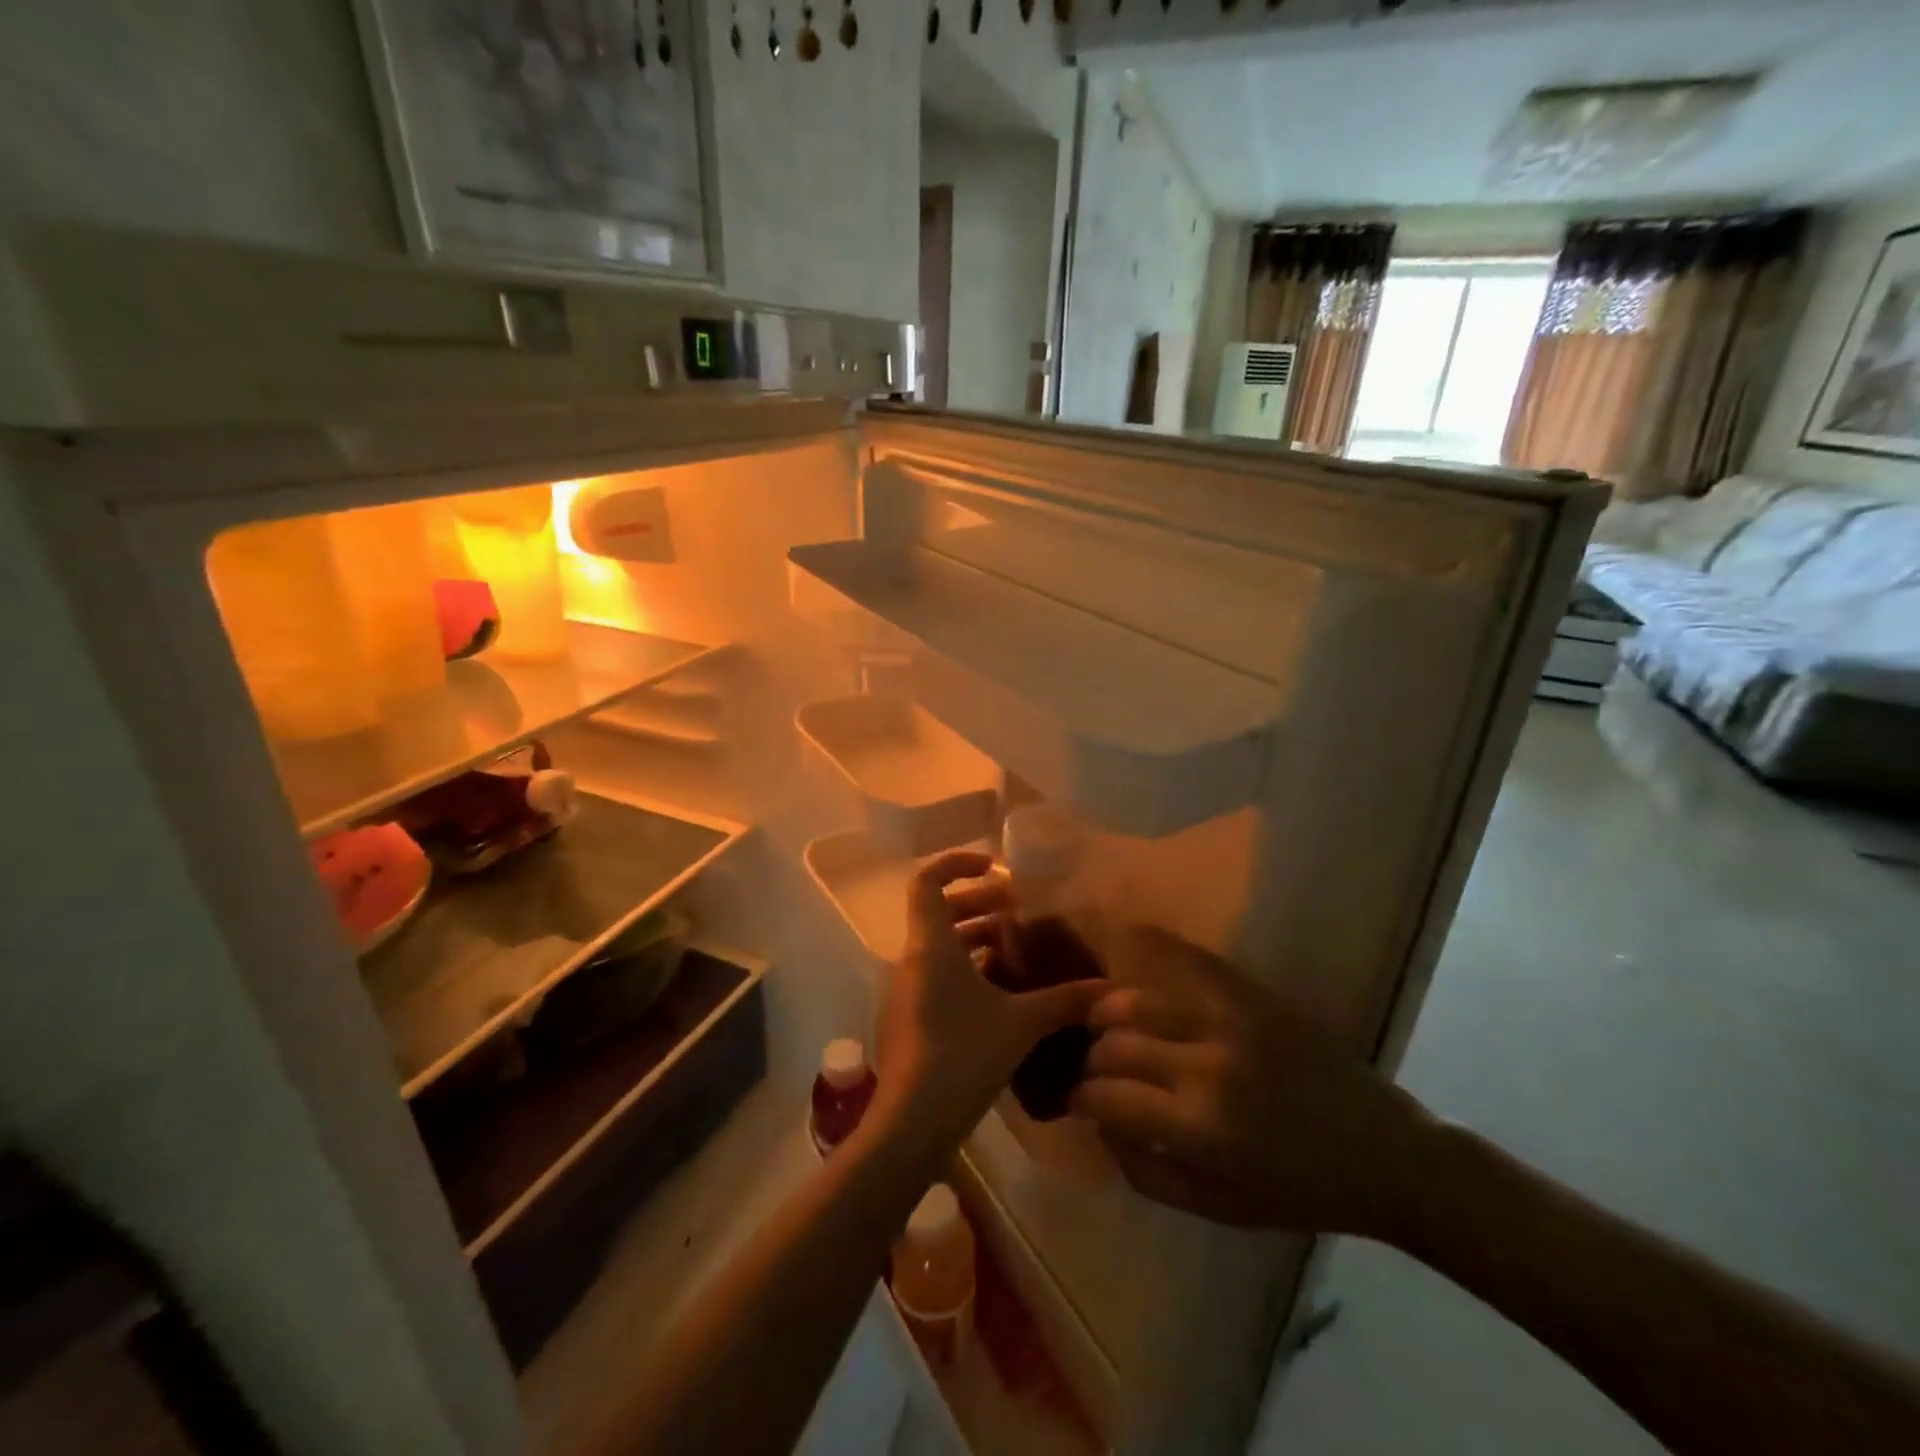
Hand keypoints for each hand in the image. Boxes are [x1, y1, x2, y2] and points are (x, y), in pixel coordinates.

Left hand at [873, 850, 1104, 1155]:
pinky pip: (937, 976)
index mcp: (931, 945)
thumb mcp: (1021, 1023)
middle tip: (1017, 911)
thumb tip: (1107, 990)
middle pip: (939, 912)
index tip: (994, 867)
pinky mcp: (909, 1018)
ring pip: (939, 947)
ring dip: (975, 939)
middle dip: (978, 904)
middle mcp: (912, 959)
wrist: (911, 1122)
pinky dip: (966, 970)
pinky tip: (1001, 994)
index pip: (927, 881)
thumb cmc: (962, 1054)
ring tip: (1016, 950)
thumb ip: (1064, 1001)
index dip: (957, 864)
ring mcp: (906, 990)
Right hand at [1071, 927, 1437, 1238]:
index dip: (1082, 1096)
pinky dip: (1151, 947)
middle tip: (1094, 1066)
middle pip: (1115, 1042)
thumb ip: (1147, 1173)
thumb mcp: (1220, 1208)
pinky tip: (1127, 941)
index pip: (1107, 1095)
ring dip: (1109, 1010)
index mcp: (1199, 1126)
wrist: (1384, 1152)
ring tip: (1106, 1022)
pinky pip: (1186, 960)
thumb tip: (1101, 1126)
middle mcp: (1205, 1064)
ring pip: (1137, 999)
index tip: (1079, 1098)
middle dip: (1092, 1056)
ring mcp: (1228, 1020)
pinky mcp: (1250, 995)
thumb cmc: (1301, 1191)